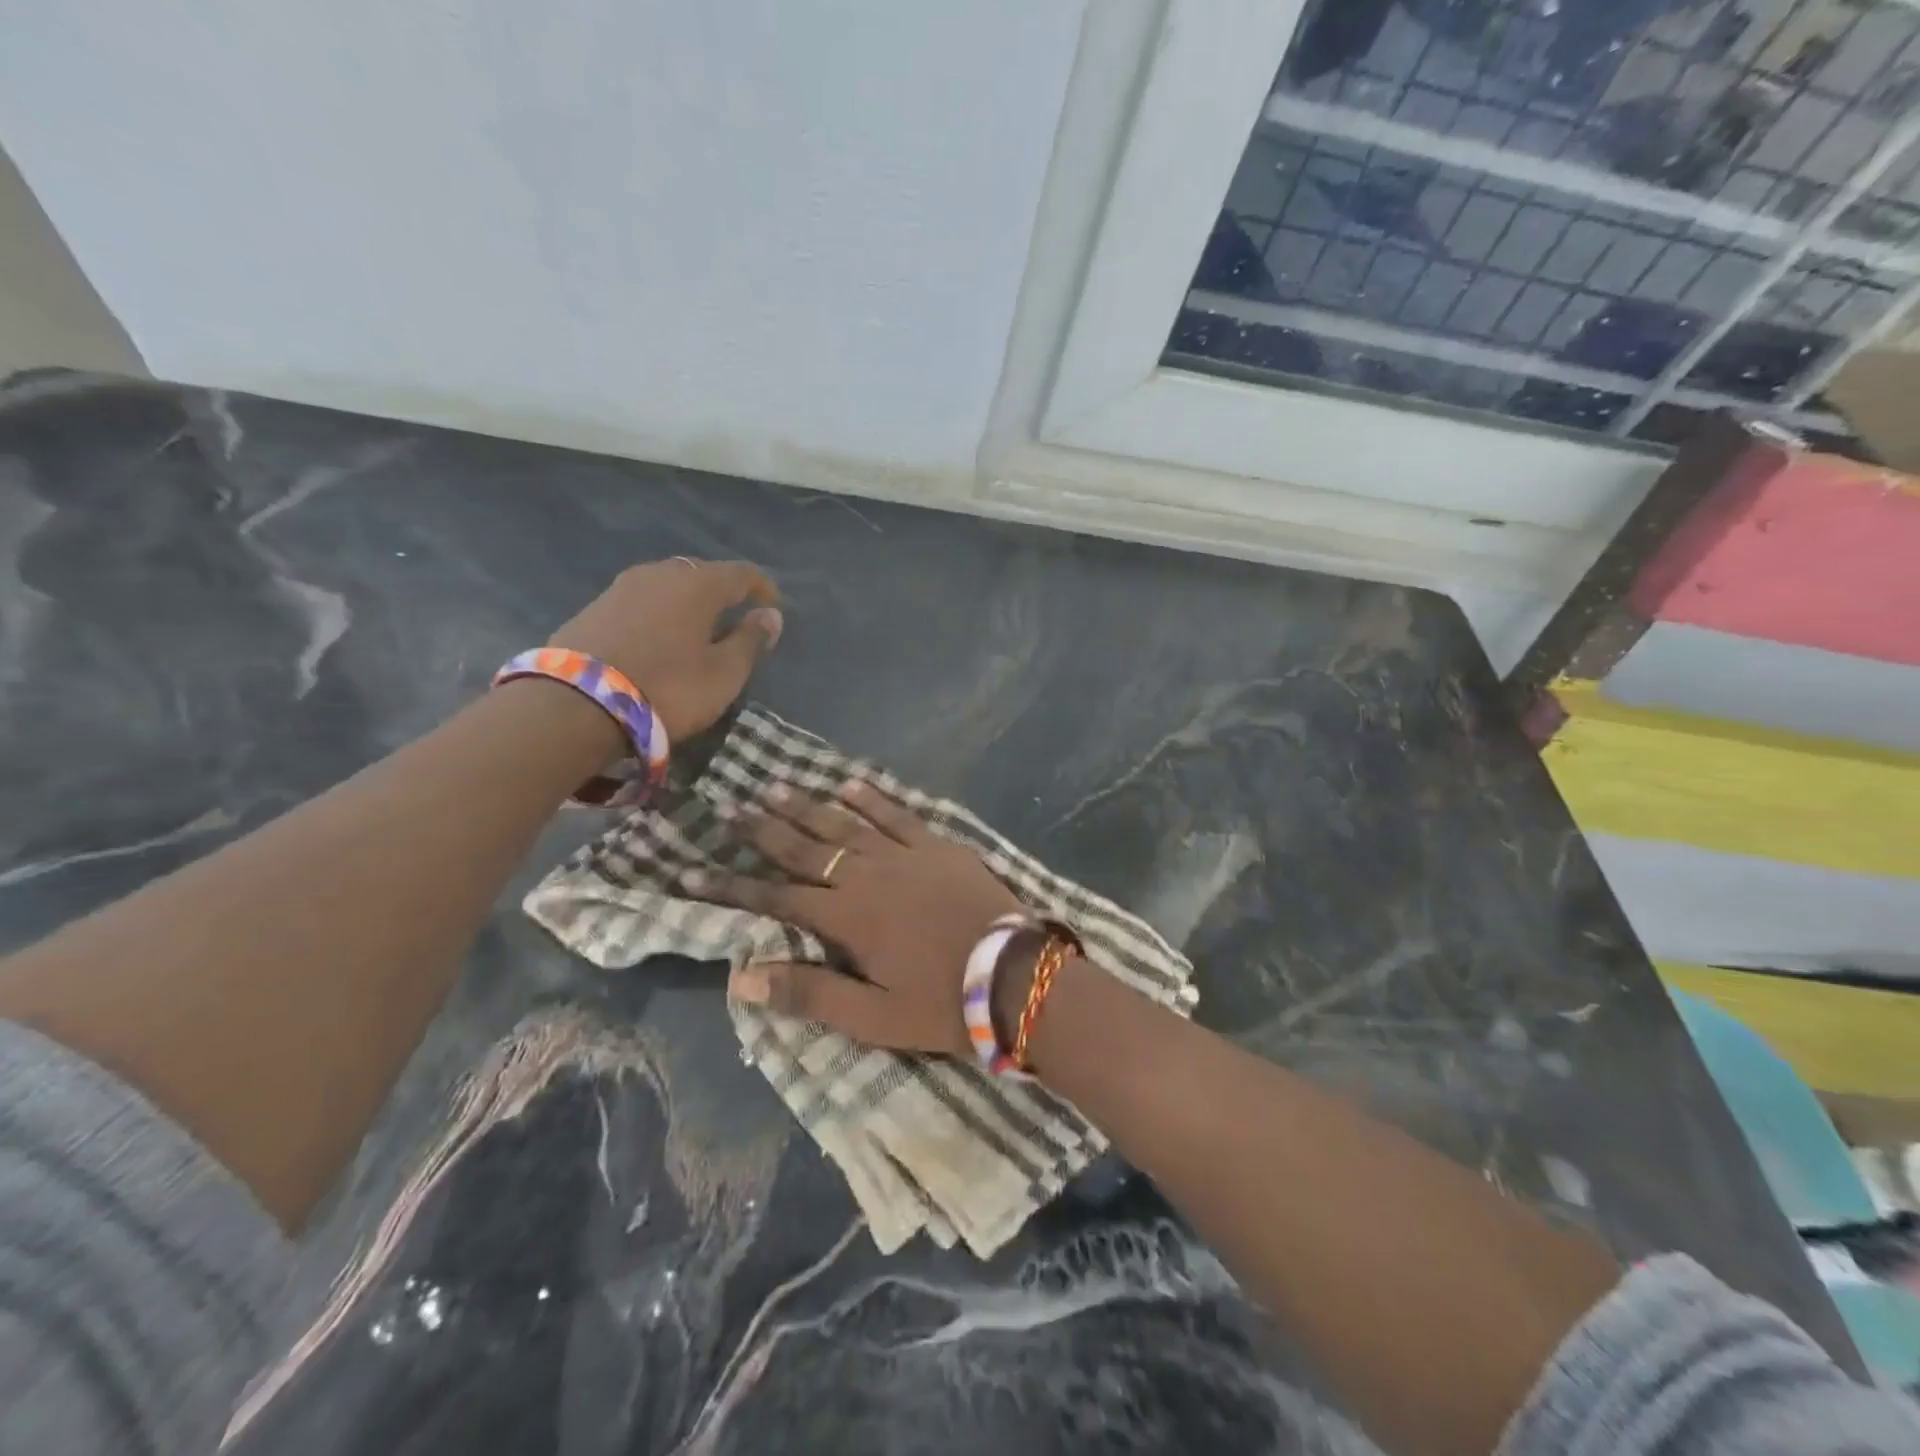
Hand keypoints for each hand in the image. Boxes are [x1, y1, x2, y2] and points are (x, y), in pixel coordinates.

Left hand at [549, 559, 781, 741]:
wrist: (575, 705)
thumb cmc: (668, 688)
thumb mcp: (723, 674)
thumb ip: (750, 641)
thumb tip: (770, 615)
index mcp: (697, 584)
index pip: (741, 573)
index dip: (762, 587)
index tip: (773, 606)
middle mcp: (659, 574)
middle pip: (701, 573)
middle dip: (722, 591)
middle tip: (734, 616)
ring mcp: (620, 588)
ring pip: (667, 585)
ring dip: (687, 602)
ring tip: (696, 629)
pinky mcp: (593, 608)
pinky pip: (640, 601)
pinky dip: (658, 613)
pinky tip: (659, 638)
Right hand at [685, 781, 1023, 1054]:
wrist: (1017, 976)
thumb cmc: (943, 1004)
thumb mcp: (873, 1016)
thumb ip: (809, 994)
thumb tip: (741, 975)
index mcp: (847, 918)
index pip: (775, 897)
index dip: (731, 885)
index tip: (690, 871)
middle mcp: (867, 876)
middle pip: (805, 848)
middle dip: (763, 830)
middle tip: (729, 808)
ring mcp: (905, 855)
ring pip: (845, 823)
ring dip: (807, 806)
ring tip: (774, 787)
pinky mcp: (938, 846)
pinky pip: (897, 814)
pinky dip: (871, 798)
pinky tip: (849, 783)